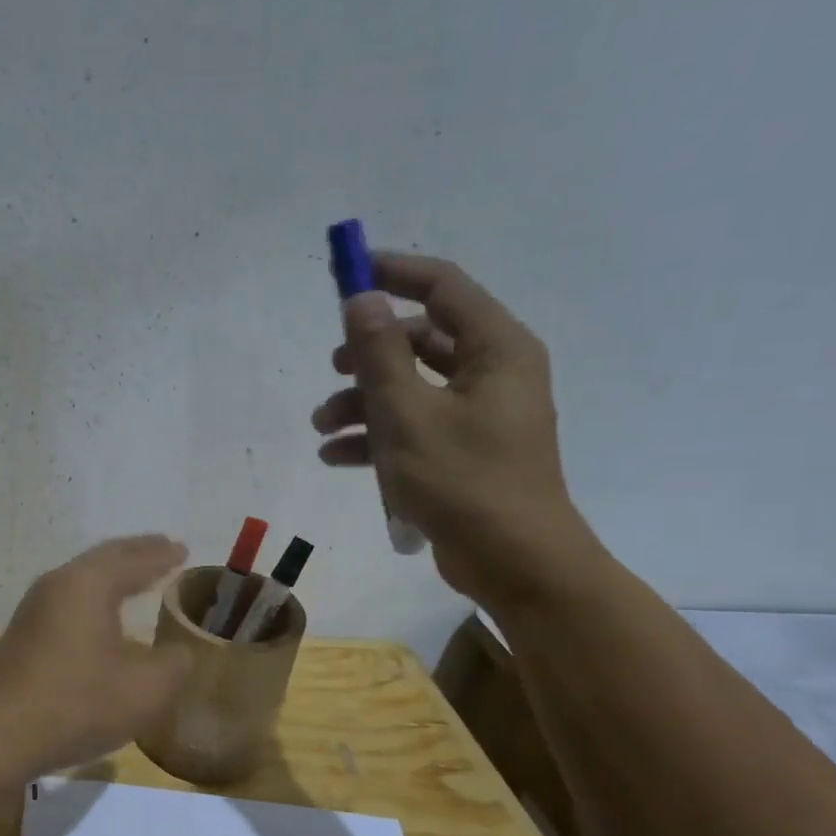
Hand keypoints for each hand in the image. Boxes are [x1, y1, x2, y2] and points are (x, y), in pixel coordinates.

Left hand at [0, 536, 192, 779]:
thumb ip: (173, 665)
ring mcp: (33, 609)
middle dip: (136, 553)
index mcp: (89, 585)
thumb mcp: (144, 691)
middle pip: (103, 558)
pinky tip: (101, 615)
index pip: (134, 559)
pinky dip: (94, 596)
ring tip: (136, 576)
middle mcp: (58, 585)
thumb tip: (179, 652)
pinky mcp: (22, 634)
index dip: (162, 555)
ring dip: (112, 573)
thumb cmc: (76, 705)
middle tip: (163, 549)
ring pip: (81, 578)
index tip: (183, 549)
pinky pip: (68, 599)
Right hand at [311, 253, 603, 609]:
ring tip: (322, 426)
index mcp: (496, 350)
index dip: (393, 273)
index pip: (443, 288)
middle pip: (421, 340)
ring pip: (411, 388)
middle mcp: (492, 373)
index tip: (347, 273)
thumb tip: (361, 299)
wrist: (514, 562)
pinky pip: (414, 427)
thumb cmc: (464, 482)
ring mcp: (479, 416)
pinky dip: (377, 436)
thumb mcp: (409, 416)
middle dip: (369, 354)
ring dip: (363, 403)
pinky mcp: (463, 453)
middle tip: (333, 367)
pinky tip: (337, 455)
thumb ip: (380, 355)